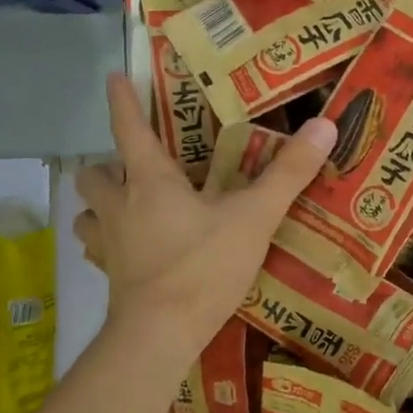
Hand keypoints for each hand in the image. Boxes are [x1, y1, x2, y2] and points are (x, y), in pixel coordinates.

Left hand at [75, 72, 336, 367]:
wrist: (160, 336)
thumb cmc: (204, 266)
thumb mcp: (255, 217)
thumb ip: (289, 173)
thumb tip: (325, 124)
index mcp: (150, 181)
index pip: (129, 129)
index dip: (121, 101)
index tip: (114, 76)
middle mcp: (120, 206)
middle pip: (93, 174)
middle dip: (108, 164)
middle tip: (138, 167)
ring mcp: (109, 245)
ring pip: (88, 213)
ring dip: (102, 205)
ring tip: (130, 208)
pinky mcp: (110, 278)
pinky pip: (98, 251)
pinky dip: (109, 244)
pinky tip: (133, 251)